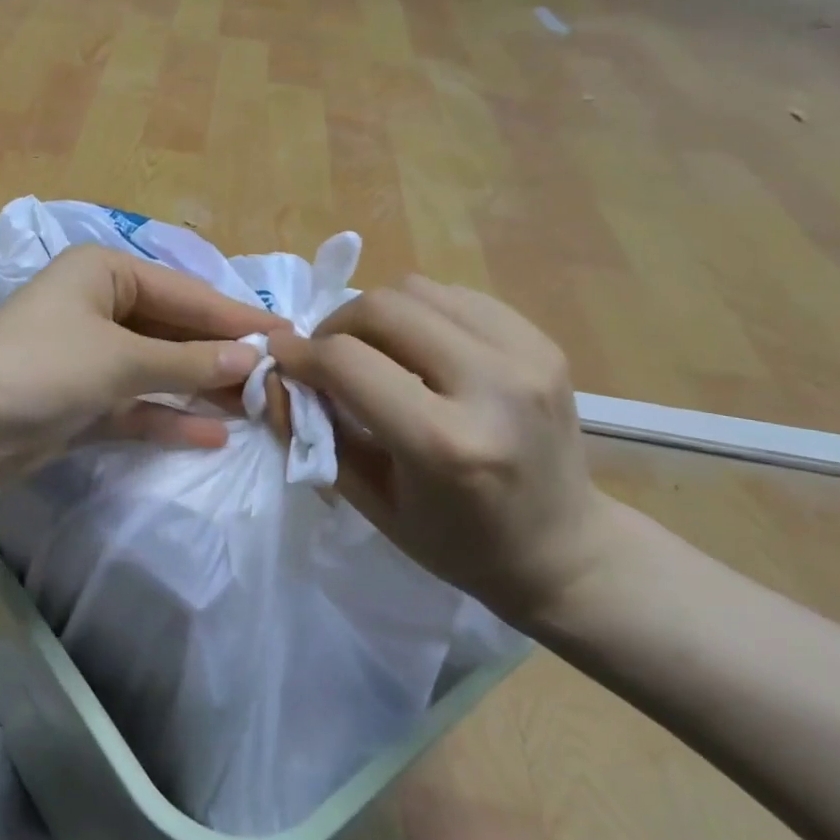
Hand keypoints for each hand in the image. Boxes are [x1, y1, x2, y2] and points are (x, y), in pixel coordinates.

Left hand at [0, 245, 283, 488]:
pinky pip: (136, 406)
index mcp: (103, 273)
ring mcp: (88, 357)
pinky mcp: (81, 402)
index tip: (288, 336)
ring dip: (200, 388)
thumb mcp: (120, 358)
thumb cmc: (42, 367)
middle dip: (220, 355)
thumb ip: (187, 362)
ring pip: (157, 370)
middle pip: (172, 330)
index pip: (184, 292)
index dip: (235, 316)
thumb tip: (253, 359)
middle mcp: (98, 307)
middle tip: (280, 378)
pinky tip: (214, 434)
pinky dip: (168, 419)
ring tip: (259, 407)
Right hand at [267, 275, 609, 627]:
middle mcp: (492, 387)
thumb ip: (314, 433)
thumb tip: (276, 375)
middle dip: (334, 326)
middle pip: (382, 307)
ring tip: (372, 352)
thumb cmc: (455, 542)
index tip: (282, 361)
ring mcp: (527, 357)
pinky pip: (456, 297)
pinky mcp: (543, 342)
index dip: (299, 355)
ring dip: (376, 316)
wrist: (564, 550)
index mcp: (445, 444)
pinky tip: (418, 350)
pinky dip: (419, 314)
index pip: (346, 361)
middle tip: (325, 357)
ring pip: (417, 289)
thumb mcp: (368, 500)